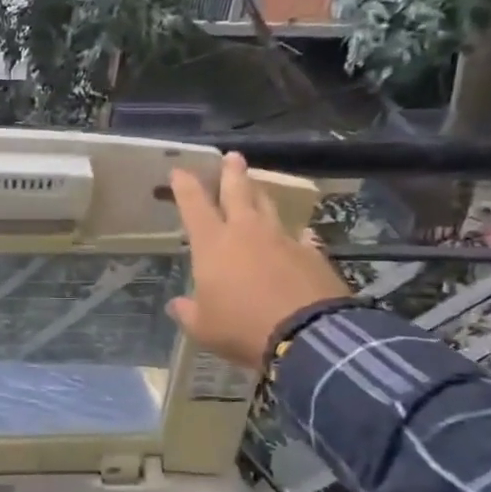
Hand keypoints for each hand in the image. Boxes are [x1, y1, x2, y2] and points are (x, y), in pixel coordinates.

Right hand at [167, 153, 350, 369]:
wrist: (307, 336)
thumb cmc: (242, 327)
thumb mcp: (203, 327)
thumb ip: (188, 312)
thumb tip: (177, 305)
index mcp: (213, 244)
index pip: (194, 205)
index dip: (184, 186)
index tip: (178, 170)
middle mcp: (247, 232)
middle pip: (238, 192)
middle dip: (232, 173)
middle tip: (233, 156)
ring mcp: (283, 241)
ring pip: (270, 208)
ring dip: (261, 194)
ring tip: (258, 187)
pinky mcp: (313, 255)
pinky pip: (301, 238)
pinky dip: (295, 235)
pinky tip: (300, 235)